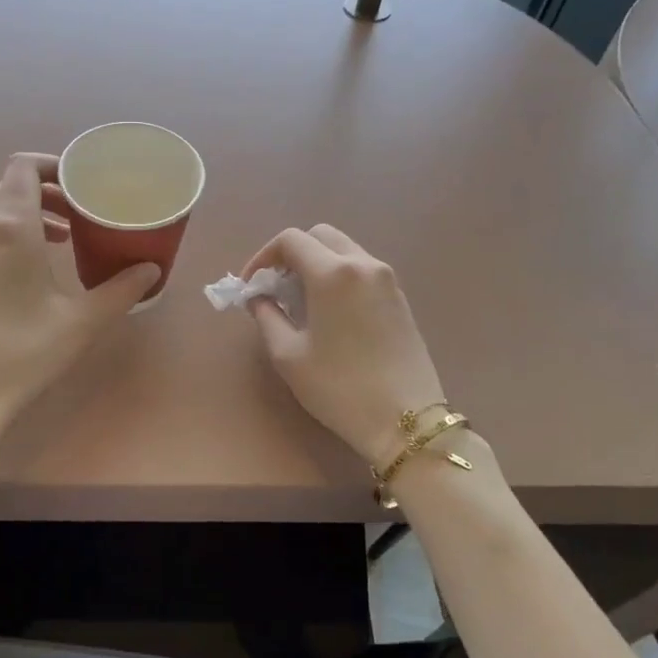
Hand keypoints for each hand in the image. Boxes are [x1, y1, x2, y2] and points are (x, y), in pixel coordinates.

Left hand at [0, 154, 159, 473]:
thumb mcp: (81, 321)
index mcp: (10, 226)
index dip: (53, 165)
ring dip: (30, 217)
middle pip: (11, 188)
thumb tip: (152, 270)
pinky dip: (10, 239)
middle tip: (82, 214)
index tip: (82, 184)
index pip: (23, 166)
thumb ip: (120, 290)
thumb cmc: (23, 351)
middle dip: (48, 193)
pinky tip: (32, 273)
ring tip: (64, 241)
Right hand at [242, 225, 446, 466]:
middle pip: (321, 236)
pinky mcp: (400, 298)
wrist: (406, 420)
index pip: (291, 240)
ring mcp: (388, 280)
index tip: (251, 285)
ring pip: (345, 250)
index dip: (263, 257)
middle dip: (292, 254)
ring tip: (300, 302)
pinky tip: (329, 313)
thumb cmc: (339, 388)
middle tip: (276, 287)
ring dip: (317, 264)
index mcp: (333, 273)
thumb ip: (267, 316)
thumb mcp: (288, 355)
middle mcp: (363, 264)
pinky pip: (362, 270)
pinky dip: (339, 277)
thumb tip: (258, 298)